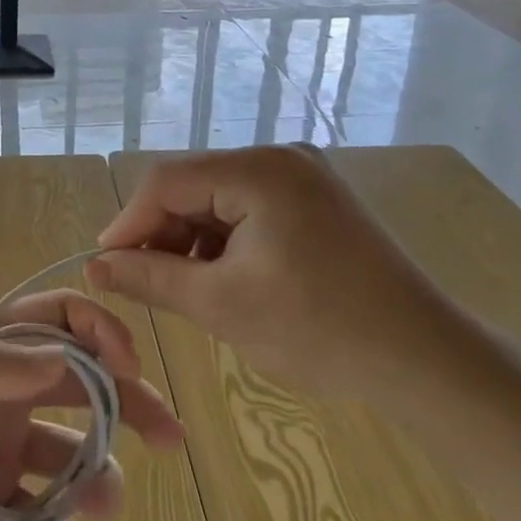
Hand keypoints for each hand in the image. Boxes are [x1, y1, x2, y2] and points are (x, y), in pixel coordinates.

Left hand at [0, 289, 183, 520]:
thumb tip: (60, 357)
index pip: (56, 318)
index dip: (99, 331)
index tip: (129, 365)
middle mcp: (2, 389)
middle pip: (82, 384)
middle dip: (129, 403)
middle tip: (167, 437)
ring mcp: (1, 446)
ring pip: (71, 456)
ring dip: (96, 480)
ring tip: (100, 507)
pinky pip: (37, 518)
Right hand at [87, 145, 440, 397]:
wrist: (426, 362)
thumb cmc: (319, 330)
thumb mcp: (221, 304)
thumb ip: (150, 278)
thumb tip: (94, 266)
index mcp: (258, 170)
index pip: (167, 180)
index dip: (129, 222)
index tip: (105, 265)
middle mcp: (279, 159)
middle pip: (193, 186)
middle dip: (162, 233)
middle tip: (143, 282)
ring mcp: (302, 178)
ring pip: (218, 200)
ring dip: (192, 241)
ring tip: (185, 289)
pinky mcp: (315, 203)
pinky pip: (248, 211)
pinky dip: (225, 242)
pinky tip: (223, 280)